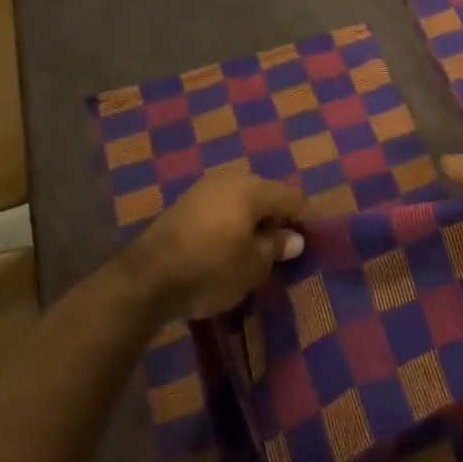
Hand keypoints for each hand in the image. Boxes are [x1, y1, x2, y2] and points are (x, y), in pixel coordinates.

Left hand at [126, 170, 305, 318]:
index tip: (317, 237)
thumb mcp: (253, 266)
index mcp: (251, 188)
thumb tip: (292, 239)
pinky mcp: (181, 208)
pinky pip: (219, 212)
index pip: (291, 197)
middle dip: (278, 219)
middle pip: (264, 196)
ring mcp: (201, 191)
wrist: (145, 280)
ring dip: (252, 223)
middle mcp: (228, 180)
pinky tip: (230, 248)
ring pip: (239, 203)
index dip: (307, 217)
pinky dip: (230, 226)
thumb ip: (276, 249)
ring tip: (260, 249)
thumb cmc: (210, 268)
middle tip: (288, 245)